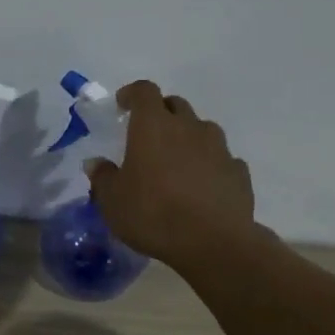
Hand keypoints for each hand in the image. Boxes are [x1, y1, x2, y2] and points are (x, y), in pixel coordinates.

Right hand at [87, 81, 257, 273]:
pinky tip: (202, 186)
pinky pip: (221, 158)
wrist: (213, 243)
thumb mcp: (112, 201)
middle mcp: (188, 127)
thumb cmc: (153, 214)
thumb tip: (96, 163)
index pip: (144, 91)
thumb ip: (102, 177)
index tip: (122, 105)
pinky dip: (209, 164)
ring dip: (187, 137)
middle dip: (160, 113)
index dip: (132, 94)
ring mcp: (219, 148)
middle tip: (147, 135)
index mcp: (153, 126)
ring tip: (176, 162)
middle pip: (175, 105)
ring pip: (202, 129)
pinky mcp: (238, 172)